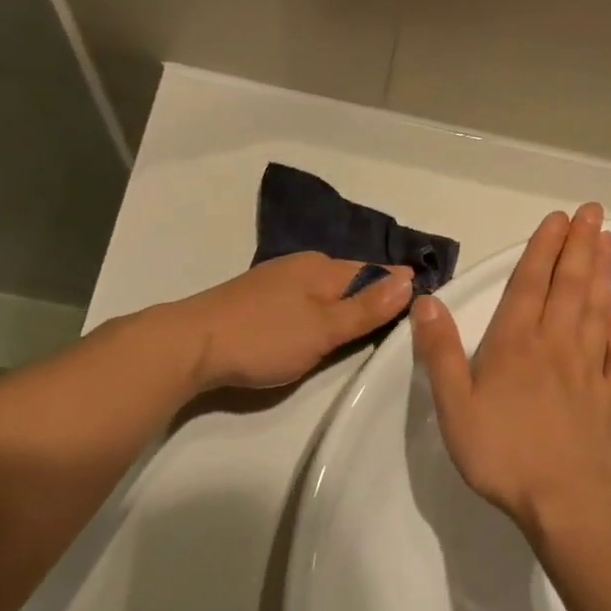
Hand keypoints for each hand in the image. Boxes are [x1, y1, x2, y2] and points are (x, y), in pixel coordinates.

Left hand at [172, 254, 414, 392]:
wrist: (190, 345)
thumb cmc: (264, 338)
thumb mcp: (323, 328)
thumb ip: (366, 307)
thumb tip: (410, 278)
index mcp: (323, 267)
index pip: (376, 272)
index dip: (398, 289)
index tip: (421, 311)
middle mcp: (303, 265)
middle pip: (351, 279)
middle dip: (373, 298)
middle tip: (396, 328)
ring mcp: (278, 280)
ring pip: (326, 290)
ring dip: (346, 307)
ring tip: (363, 332)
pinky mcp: (259, 299)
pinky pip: (305, 301)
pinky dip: (320, 313)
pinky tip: (319, 330)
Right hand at [412, 205, 610, 531]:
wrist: (566, 500)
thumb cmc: (502, 453)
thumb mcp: (454, 406)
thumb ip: (440, 352)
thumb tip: (426, 301)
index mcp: (515, 344)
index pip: (530, 284)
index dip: (542, 248)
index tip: (558, 218)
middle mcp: (556, 345)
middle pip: (571, 286)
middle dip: (580, 246)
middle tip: (593, 212)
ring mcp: (590, 369)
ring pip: (599, 309)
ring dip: (603, 272)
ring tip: (609, 241)